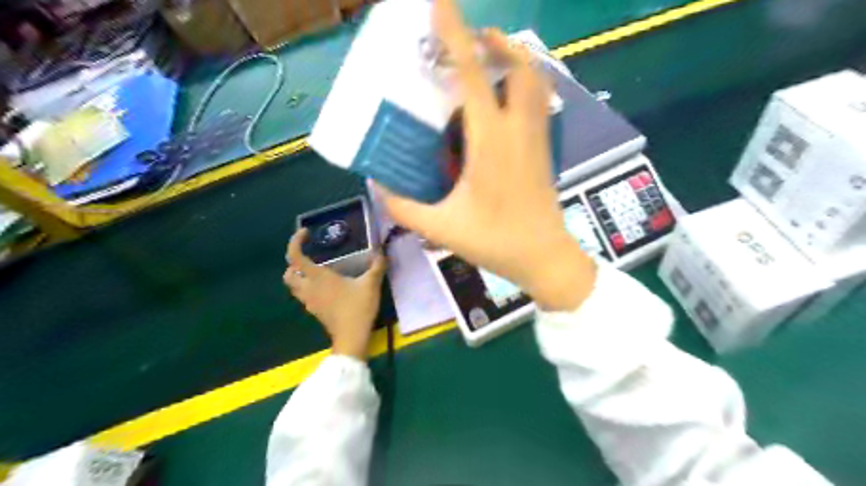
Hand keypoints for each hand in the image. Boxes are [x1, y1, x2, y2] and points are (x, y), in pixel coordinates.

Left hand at [286, 225, 386, 358]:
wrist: (352, 337)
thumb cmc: (358, 308)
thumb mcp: (371, 284)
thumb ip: (376, 266)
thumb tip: (381, 252)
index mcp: (318, 277)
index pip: (295, 256)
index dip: (295, 242)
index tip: (306, 233)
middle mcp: (308, 288)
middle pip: (288, 273)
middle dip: (294, 262)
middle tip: (310, 255)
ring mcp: (309, 301)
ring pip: (293, 286)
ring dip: (299, 275)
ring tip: (316, 269)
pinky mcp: (314, 310)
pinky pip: (303, 294)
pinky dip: (307, 286)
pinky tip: (325, 286)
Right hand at [380, 0, 595, 311]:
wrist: (544, 257)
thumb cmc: (496, 241)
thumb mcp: (441, 228)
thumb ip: (404, 207)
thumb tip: (378, 185)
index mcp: (491, 141)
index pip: (473, 76)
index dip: (455, 36)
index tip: (440, 3)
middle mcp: (518, 129)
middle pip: (518, 65)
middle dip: (493, 42)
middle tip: (467, 42)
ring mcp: (537, 136)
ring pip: (534, 80)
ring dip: (512, 59)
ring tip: (487, 61)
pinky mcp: (545, 147)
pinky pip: (537, 100)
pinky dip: (522, 83)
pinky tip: (502, 99)